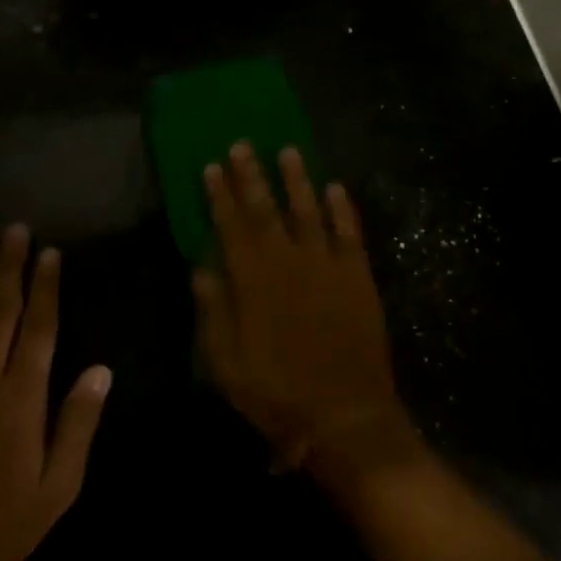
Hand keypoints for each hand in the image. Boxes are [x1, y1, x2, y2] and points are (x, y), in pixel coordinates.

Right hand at [195, 143, 416, 473]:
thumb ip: (214, 312)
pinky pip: (349, 234)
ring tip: (289, 150)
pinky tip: (335, 187)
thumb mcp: (228, 365)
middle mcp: (290, 263)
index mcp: (254, 282)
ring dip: (297, 180)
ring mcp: (328, 267)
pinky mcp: (358, 277)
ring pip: (309, 211)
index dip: (221, 196)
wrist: (347, 417)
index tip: (212, 166)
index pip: (232, 227)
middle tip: (243, 144)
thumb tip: (201, 267)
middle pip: (267, 210)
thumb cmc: (279, 395)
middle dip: (252, 176)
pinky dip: (342, 209)